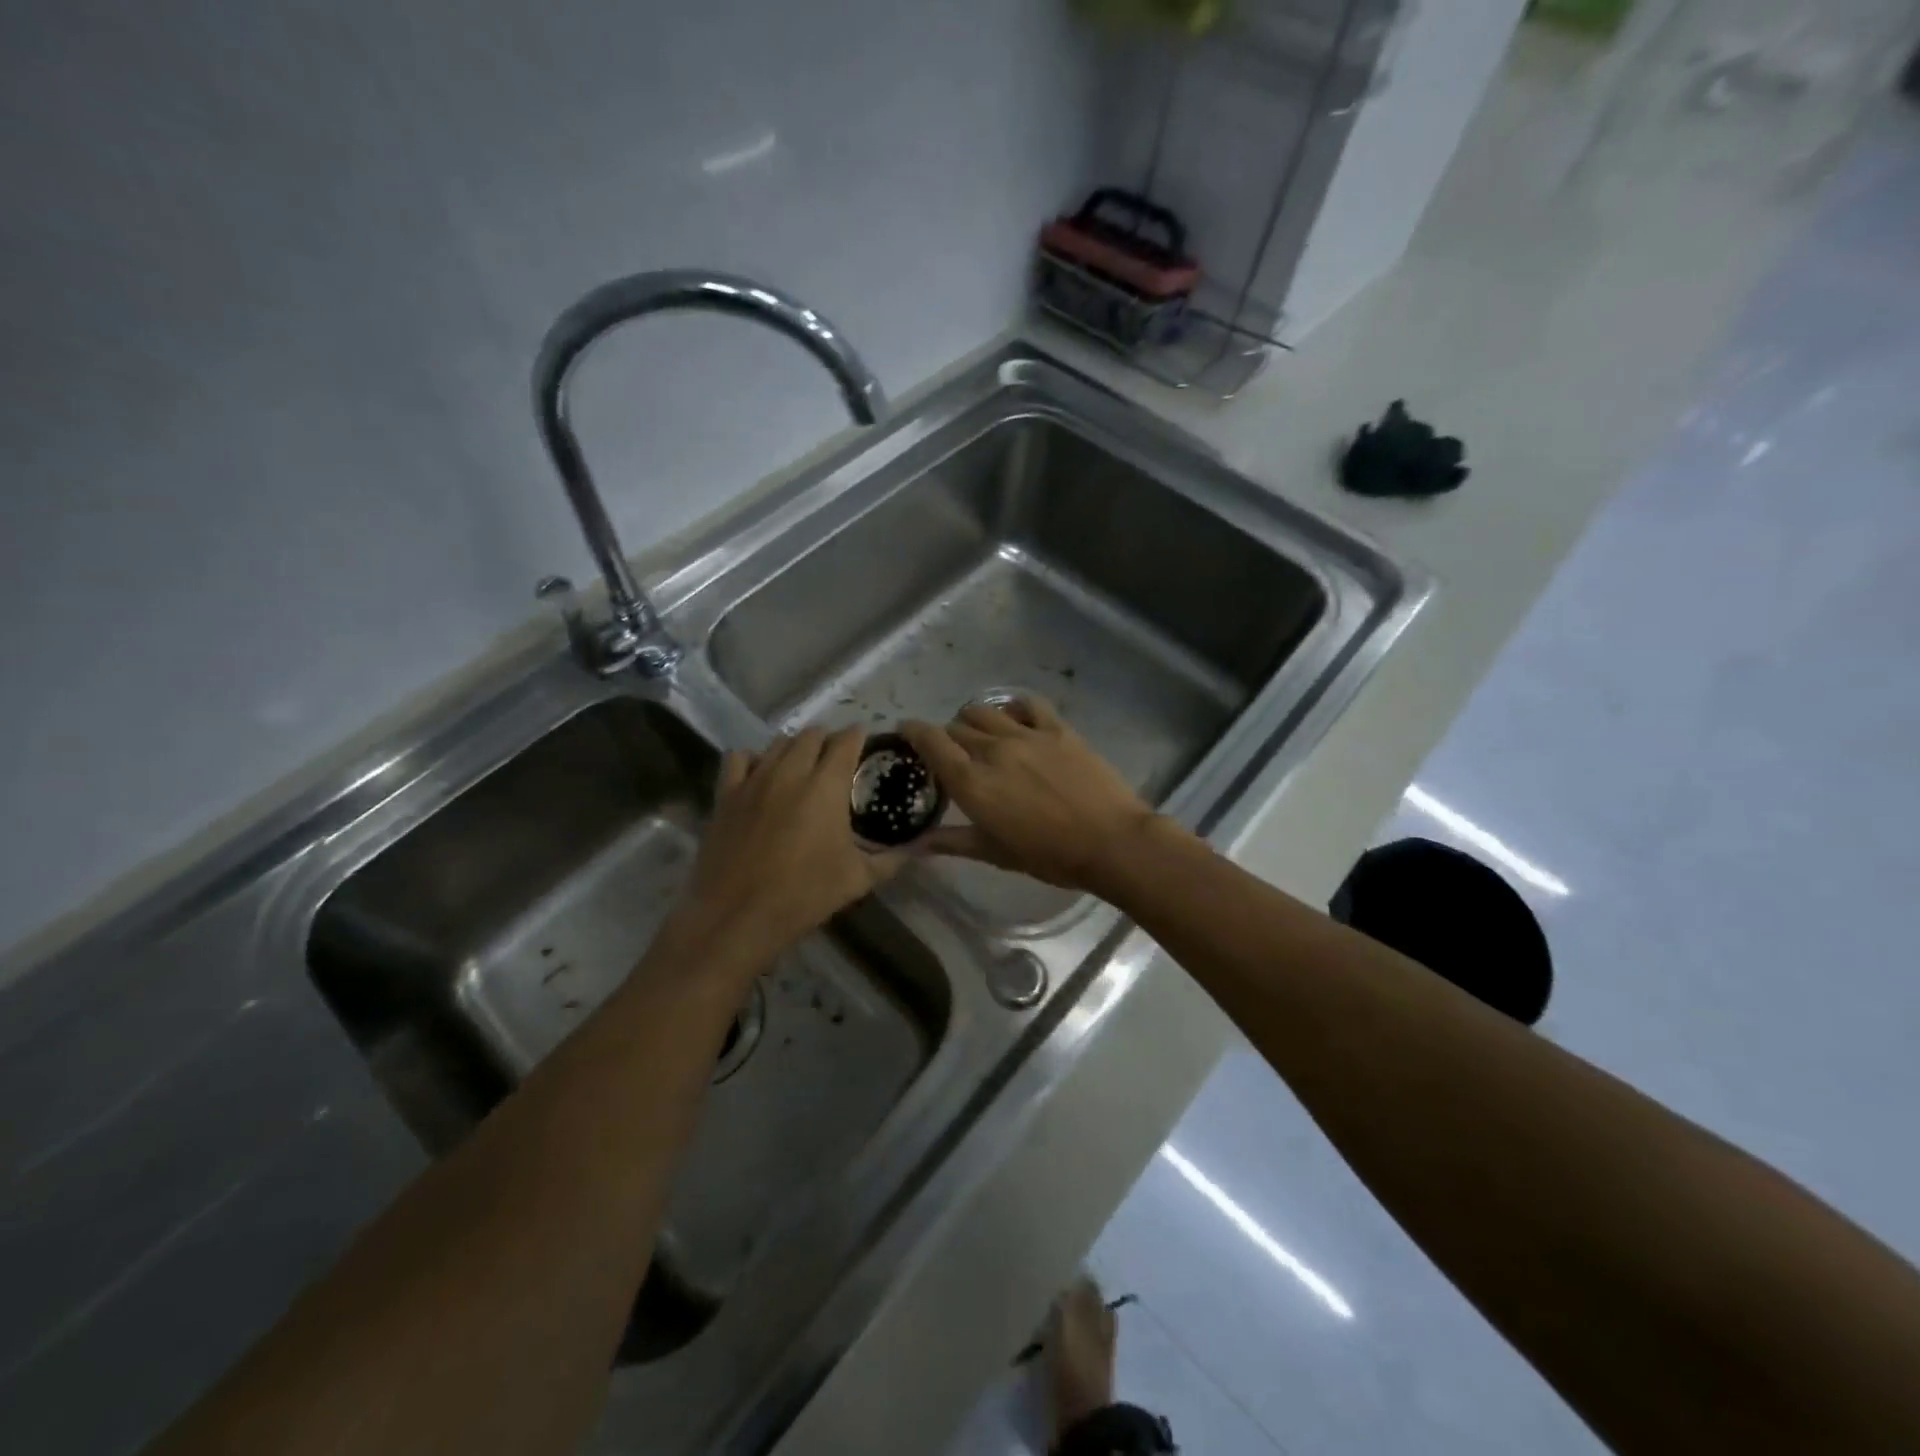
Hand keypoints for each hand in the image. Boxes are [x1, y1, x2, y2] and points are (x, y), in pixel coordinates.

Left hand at [677, 727, 903, 967]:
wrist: (738, 915)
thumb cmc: (804, 895)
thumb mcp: (859, 879)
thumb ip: (892, 859)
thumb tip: (920, 848)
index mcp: (826, 785)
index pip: (846, 740)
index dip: (859, 737)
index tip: (866, 744)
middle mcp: (791, 771)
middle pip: (812, 734)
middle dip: (828, 739)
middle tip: (837, 759)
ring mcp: (754, 779)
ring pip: (778, 742)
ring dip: (795, 746)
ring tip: (803, 765)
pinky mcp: (726, 794)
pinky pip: (738, 757)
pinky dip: (754, 758)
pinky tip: (761, 775)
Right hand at [898, 698, 1164, 892]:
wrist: (1111, 842)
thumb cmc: (1050, 856)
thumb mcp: (996, 854)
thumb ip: (954, 842)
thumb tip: (917, 844)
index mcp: (972, 783)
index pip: (931, 742)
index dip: (912, 731)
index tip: (906, 731)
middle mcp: (993, 750)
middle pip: (956, 727)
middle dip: (947, 737)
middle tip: (952, 753)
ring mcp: (1026, 735)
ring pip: (984, 711)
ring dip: (973, 720)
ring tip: (980, 734)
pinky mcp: (1057, 729)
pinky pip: (1025, 704)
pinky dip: (1011, 707)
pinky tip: (1013, 719)